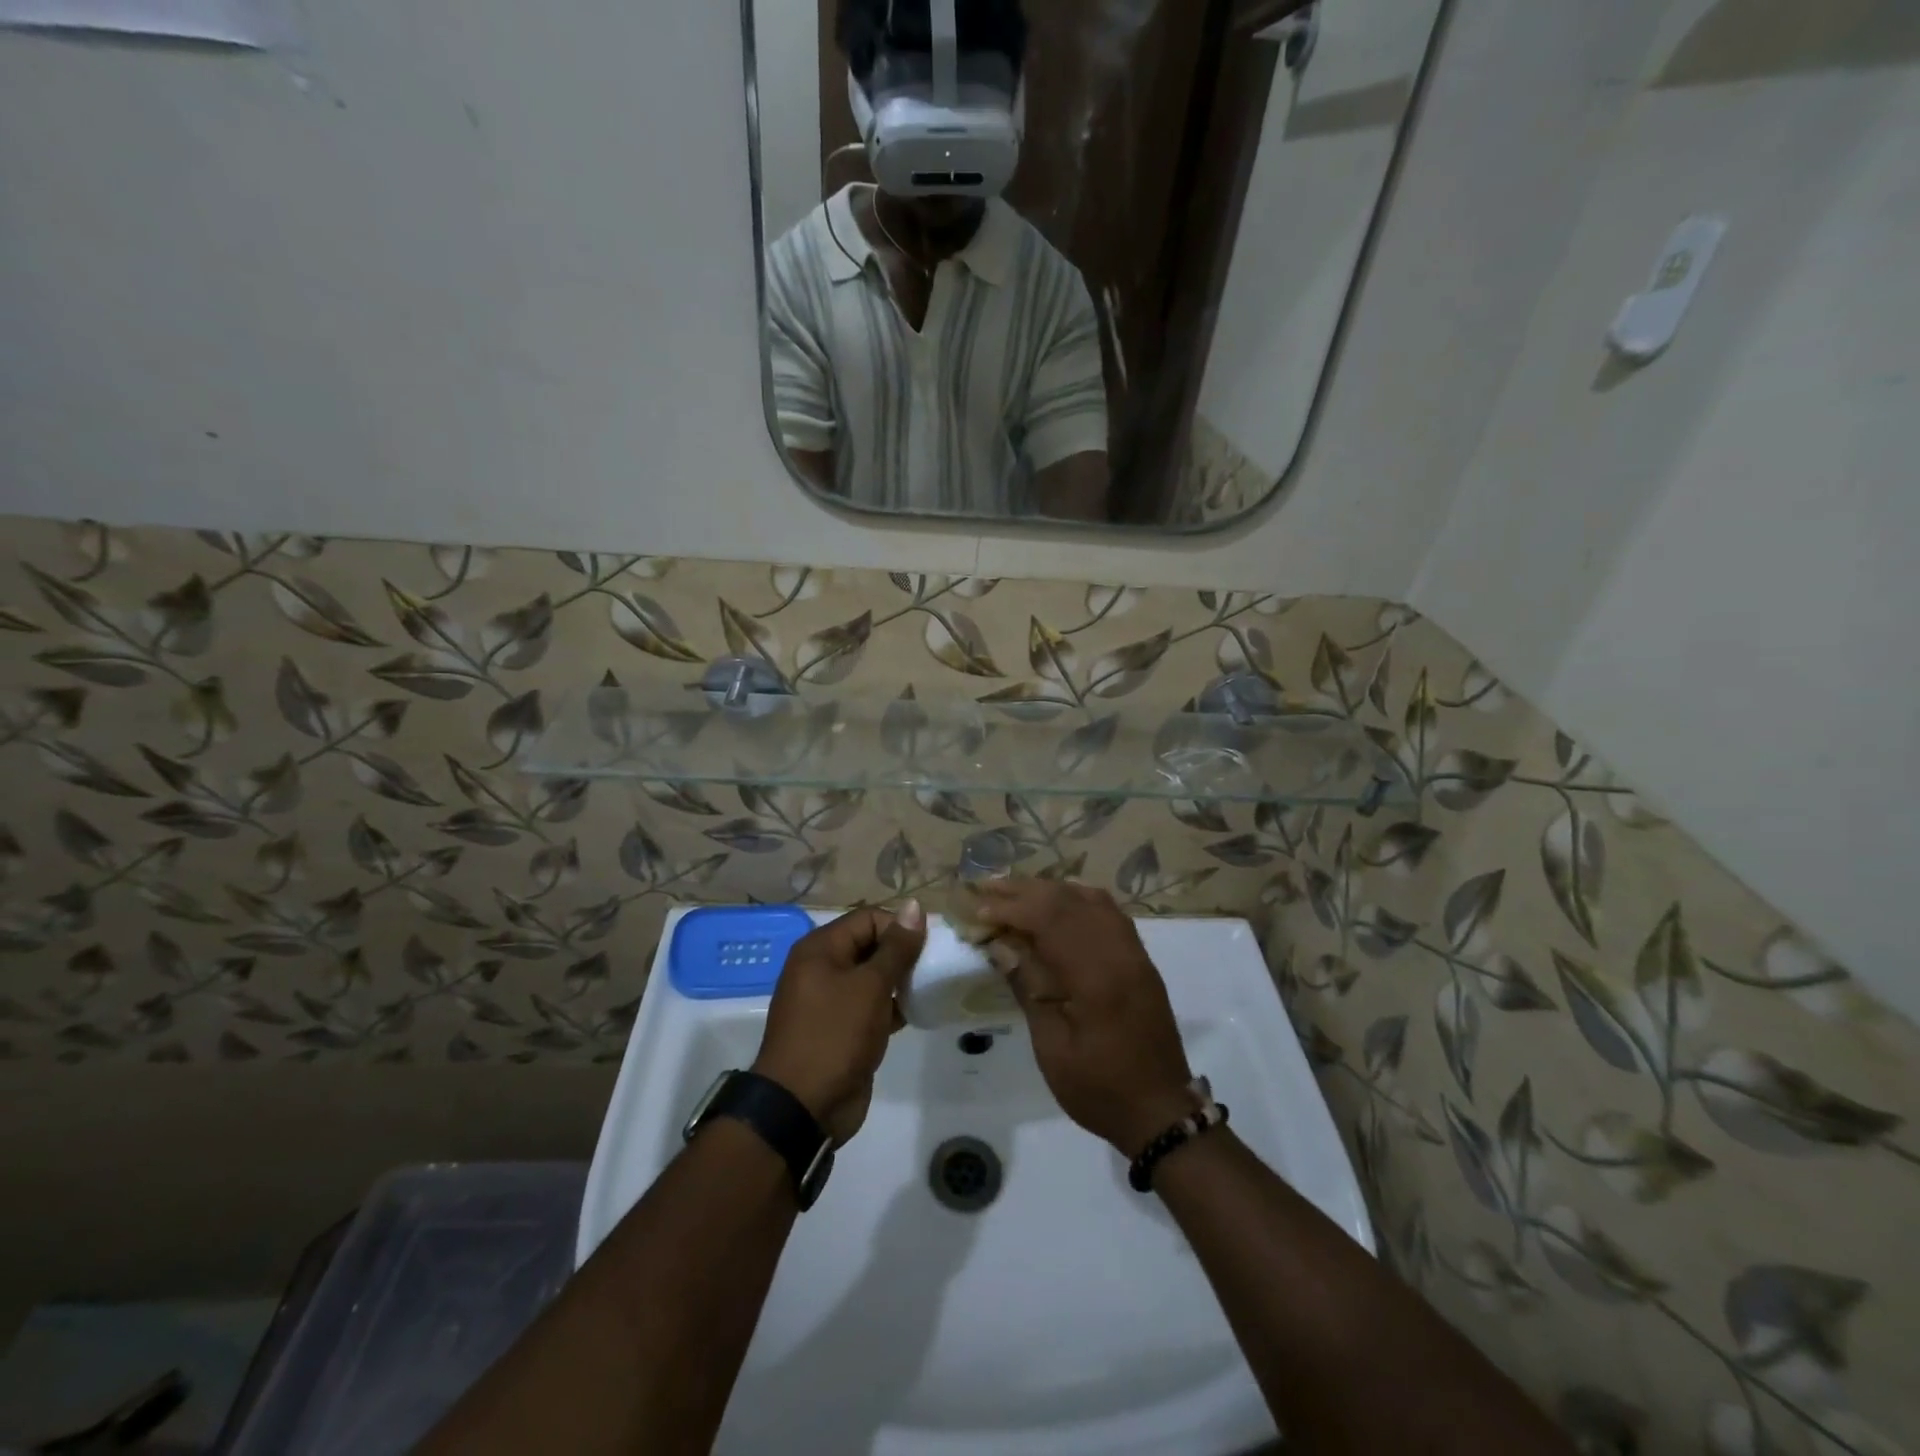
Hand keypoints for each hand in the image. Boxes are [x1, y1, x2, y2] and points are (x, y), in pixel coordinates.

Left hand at [751, 901, 925, 1144]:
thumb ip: (896, 948)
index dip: (900, 928)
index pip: (868, 919)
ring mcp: (830, 1000)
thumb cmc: (834, 1036)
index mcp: (820, 949)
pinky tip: (914, 1015)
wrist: (802, 1107)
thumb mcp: (870, 987)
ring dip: (899, 983)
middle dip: (902, 955)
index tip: (928, 949)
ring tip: (927, 991)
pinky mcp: (840, 1028)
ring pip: (872, 978)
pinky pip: (870, 1006)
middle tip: (932, 970)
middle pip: (870, 945)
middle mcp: (822, 968)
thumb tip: (915, 906)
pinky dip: (891, 1007)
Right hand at [975, 881, 1195, 1156]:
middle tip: (986, 887)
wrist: (1161, 1110)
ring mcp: (1134, 952)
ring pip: (1090, 899)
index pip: (1049, 920)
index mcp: (1096, 977)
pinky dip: (1077, 899)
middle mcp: (1119, 952)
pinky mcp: (1140, 959)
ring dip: (1050, 890)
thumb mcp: (1052, 1047)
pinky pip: (1108, 911)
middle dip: (1024, 890)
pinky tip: (1057, 903)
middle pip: (1068, 901)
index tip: (977, 908)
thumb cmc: (1099, 1088)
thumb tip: (1000, 944)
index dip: (1010, 908)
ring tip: (1014, 890)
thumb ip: (1028, 988)